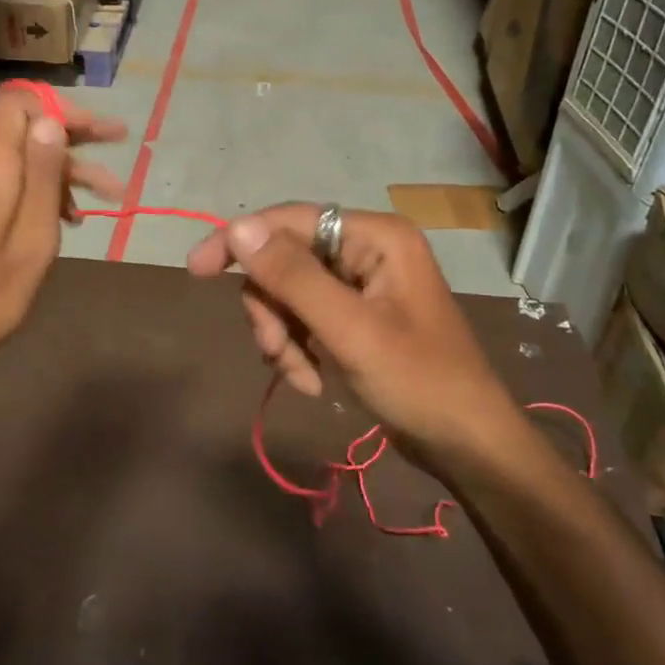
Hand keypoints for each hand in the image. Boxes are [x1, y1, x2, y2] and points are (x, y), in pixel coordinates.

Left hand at [0, 86, 126, 374]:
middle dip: (75, 136)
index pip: (16, 103)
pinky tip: (68, 216)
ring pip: (20, 158)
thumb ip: (41, 176)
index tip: (95, 130)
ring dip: (64, 171)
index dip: (58, 108)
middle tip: (119, 143)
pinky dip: (40, 190)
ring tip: (109, 195)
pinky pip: (8, 181)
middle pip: (24, 129)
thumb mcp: (32, 237)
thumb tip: (51, 120)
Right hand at [187, 204, 518, 464]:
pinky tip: (312, 380)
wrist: (468, 444)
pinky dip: (297, 347)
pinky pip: (304, 316)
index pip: (290, 220)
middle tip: (273, 351)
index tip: (196, 270)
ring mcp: (361, 283)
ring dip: (282, 335)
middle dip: (271, 308)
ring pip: (289, 292)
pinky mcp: (356, 314)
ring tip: (300, 374)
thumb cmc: (419, 382)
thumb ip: (292, 277)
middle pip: (285, 260)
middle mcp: (367, 248)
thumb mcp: (349, 330)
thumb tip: (237, 228)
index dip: (240, 241)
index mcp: (375, 236)